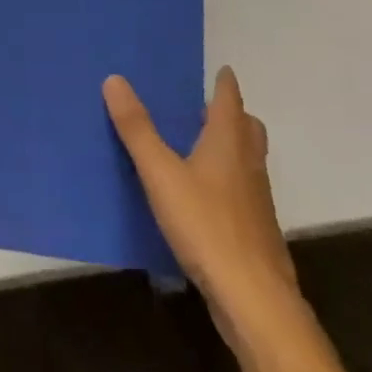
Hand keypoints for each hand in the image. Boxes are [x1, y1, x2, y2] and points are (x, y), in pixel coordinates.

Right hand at [103, 68, 297, 342]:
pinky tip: (205, 200)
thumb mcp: (161, 173)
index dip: (225, 83)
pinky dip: (229, 183)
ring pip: (248, 162)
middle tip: (205, 109)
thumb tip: (114, 79)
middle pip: (248, 129)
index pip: (230, 100)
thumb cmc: (206, 225)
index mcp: (228, 142)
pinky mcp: (256, 234)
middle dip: (232, 115)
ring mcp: (257, 202)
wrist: (254, 301)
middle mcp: (248, 165)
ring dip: (231, 149)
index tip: (222, 70)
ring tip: (200, 149)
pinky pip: (244, 193)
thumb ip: (137, 129)